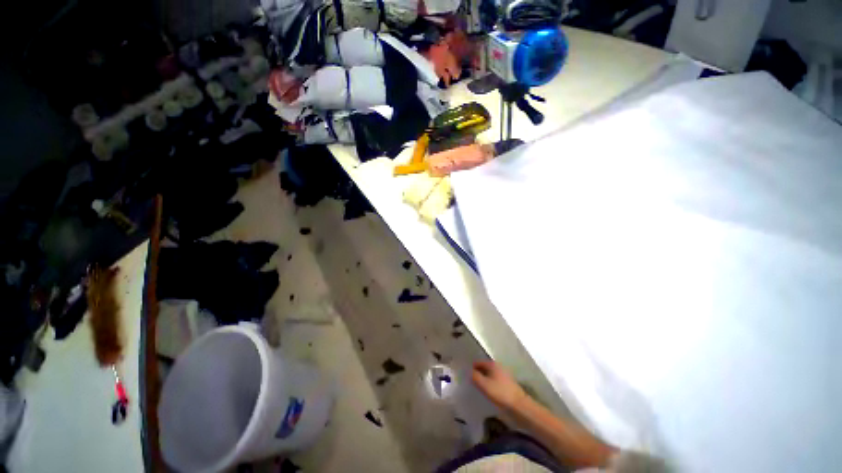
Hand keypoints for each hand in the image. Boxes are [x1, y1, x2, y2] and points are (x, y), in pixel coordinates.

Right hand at [472, 361, 526, 409]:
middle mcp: (498, 366)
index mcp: (492, 364)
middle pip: (484, 368)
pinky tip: (488, 392)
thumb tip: (470, 372)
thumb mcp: (484, 385)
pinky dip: (490, 384)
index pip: (478, 363)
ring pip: (490, 375)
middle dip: (478, 374)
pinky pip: (495, 381)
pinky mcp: (508, 383)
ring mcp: (504, 374)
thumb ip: (475, 376)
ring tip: (478, 388)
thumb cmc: (500, 393)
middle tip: (471, 382)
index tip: (466, 376)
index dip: (472, 368)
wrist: (519, 405)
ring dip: (484, 380)